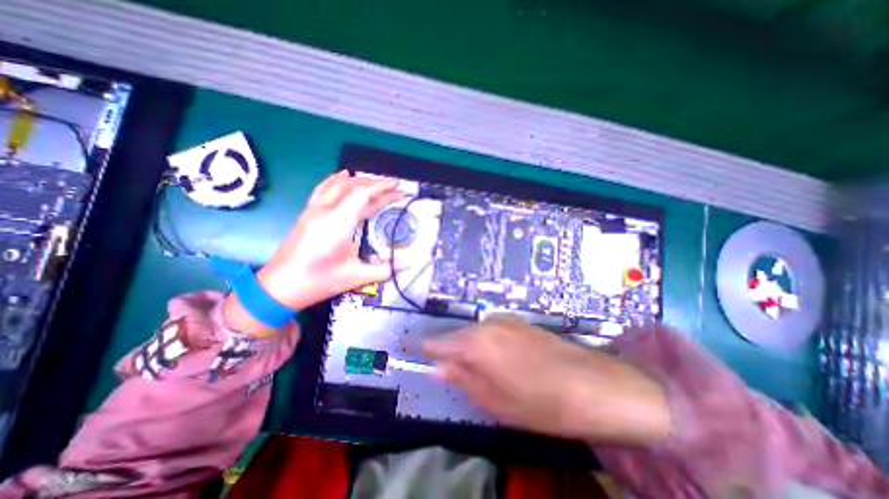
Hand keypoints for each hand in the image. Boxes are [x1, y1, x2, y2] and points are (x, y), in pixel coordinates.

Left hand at [222, 169, 402, 335]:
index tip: (399, 186)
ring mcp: (314, 210)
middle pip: (352, 186)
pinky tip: (343, 177)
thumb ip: (385, 268)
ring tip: (376, 182)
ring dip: (359, 181)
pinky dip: (337, 180)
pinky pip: (324, 189)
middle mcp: (325, 211)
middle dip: (376, 184)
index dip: (382, 187)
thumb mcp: (356, 276)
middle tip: (395, 188)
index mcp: (338, 223)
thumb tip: (409, 264)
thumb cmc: (319, 281)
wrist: (279, 287)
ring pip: (338, 185)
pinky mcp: (308, 214)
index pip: (362, 193)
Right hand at [421, 317, 666, 444]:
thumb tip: (438, 367)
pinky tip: (500, 359)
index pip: (438, 342)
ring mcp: (505, 320)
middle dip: (451, 351)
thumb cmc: (538, 401)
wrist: (591, 384)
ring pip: (476, 332)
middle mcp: (487, 324)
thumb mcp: (492, 400)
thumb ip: (461, 378)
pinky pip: (493, 330)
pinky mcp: (520, 322)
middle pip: (458, 336)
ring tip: (480, 369)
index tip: (413, 350)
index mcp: (476, 342)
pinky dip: (487, 342)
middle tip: (450, 371)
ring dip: (471, 348)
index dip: (425, 348)